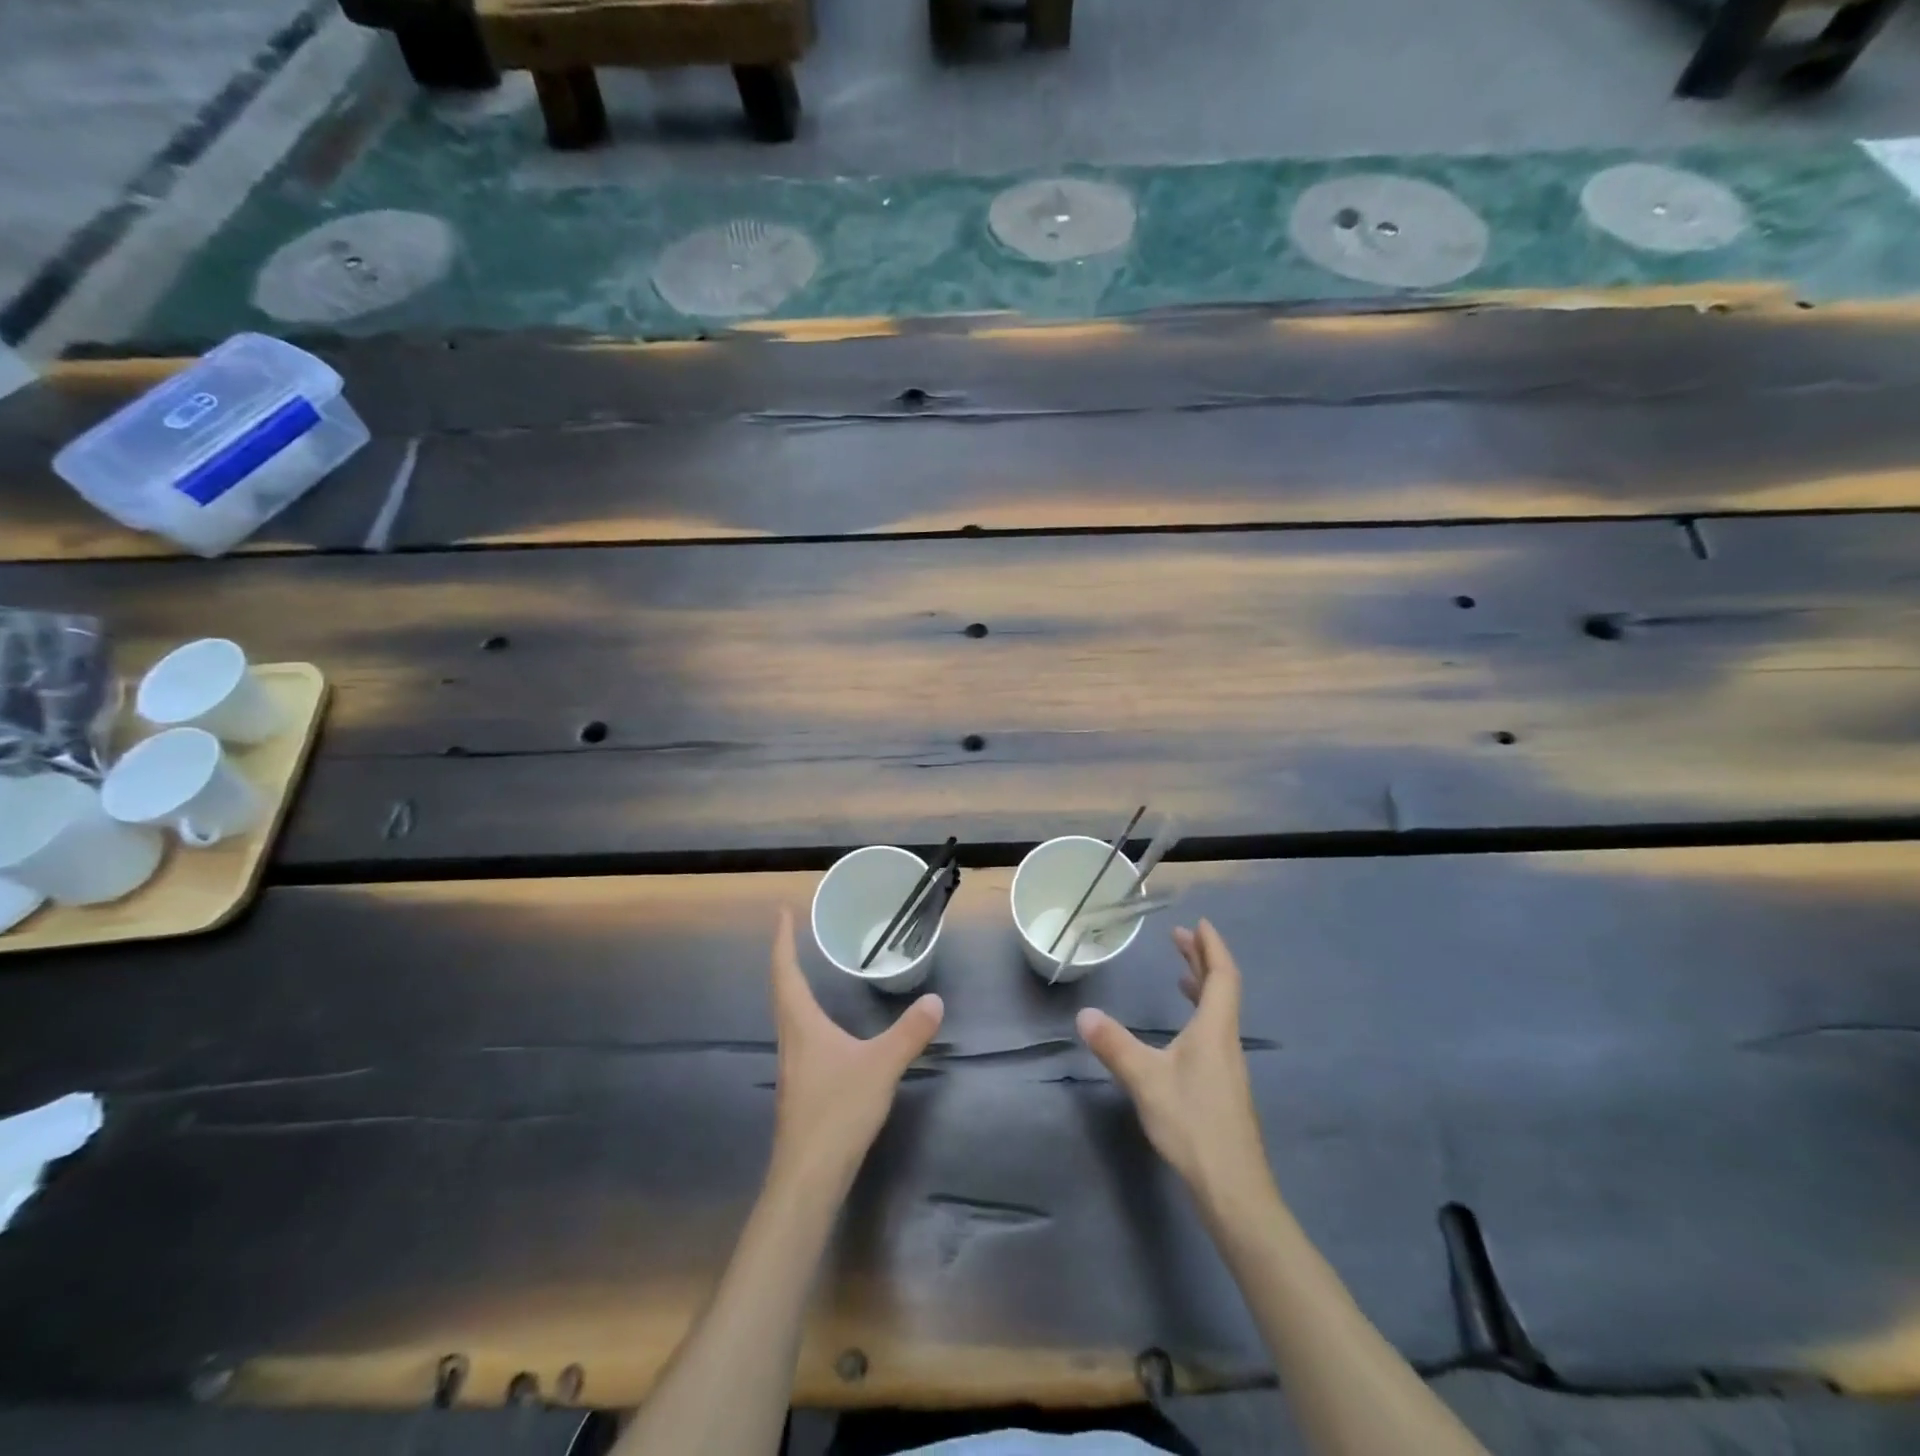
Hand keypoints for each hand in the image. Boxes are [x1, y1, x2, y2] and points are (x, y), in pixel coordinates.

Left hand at [769, 908, 943, 1192]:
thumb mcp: (881, 1066)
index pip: (786, 972)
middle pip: (782, 991)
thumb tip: (935, 1000)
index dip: (781, 941)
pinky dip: (808, 1018)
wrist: (808, 1178)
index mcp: (802, 1025)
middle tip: (795, 935)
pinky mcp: (801, 1090)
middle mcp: (791, 1040)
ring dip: (795, 990)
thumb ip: (909, 1033)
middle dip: (786, 960)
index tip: (781, 912)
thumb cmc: (837, 1111)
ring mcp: (793, 1067)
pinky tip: (827, 1032)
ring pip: (789, 1017)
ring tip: (809, 973)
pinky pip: (801, 1038)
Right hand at [1075, 920, 1266, 1199]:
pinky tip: (1183, 1031)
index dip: (1212, 947)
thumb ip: (1114, 1045)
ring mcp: (1229, 1066)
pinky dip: (1200, 1013)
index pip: (1222, 976)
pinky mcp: (1224, 1087)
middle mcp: (1227, 1041)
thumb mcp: (1145, 1080)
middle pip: (1222, 989)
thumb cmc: (1192, 1124)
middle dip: (1202, 960)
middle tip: (1179, 938)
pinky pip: (1214, 1032)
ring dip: (1202, 986)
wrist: (1233, 1188)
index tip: (1199, 924)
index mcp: (1215, 1030)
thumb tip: (1084, 1014)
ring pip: (1219, 1013)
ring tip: (1181, 974)